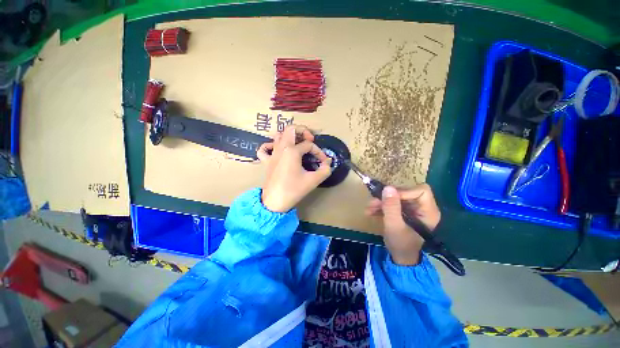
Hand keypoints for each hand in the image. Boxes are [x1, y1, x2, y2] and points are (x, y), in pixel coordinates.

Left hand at [257, 125, 331, 212]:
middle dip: (303, 130)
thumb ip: (325, 169)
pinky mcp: (266, 162)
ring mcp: (272, 154)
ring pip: (278, 136)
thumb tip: (328, 162)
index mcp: (292, 151)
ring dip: (289, 136)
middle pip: (291, 129)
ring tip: (297, 144)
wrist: (275, 202)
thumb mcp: (313, 180)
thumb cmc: (294, 190)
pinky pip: (264, 149)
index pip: (309, 145)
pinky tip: (277, 150)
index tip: (324, 162)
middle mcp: (281, 148)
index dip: (319, 152)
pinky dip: (269, 146)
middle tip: (310, 140)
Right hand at [365, 184, 440, 264]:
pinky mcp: (404, 211)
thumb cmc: (401, 244)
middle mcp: (423, 208)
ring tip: (369, 208)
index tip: (388, 198)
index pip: (421, 191)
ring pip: (397, 197)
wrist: (400, 257)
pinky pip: (392, 203)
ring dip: (381, 202)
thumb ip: (391, 207)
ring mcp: (413, 209)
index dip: (404, 191)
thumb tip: (388, 187)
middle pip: (406, 192)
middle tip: (373, 202)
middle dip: (388, 197)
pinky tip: (371, 212)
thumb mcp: (394, 226)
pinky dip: (381, 206)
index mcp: (428, 212)